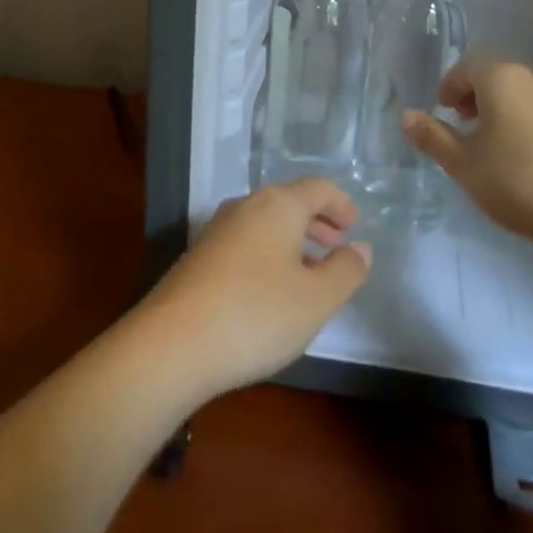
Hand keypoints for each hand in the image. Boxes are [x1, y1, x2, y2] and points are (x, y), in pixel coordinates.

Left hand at [138, 178, 371, 402]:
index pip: (317, 187)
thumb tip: (360, 248)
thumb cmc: (256, 314)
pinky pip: (245, 243)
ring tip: (310, 271)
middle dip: (316, 221)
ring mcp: (216, 231)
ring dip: (292, 240)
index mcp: (277, 205)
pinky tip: (272, 290)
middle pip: (288, 202)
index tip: (355, 224)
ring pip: (265, 224)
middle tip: (337, 245)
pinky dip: (268, 254)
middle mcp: (245, 207)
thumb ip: (345, 270)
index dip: (340, 203)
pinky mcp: (198, 257)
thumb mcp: (316, 299)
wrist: (172, 344)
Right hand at [402, 56, 532, 249]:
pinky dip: (524, 123)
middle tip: (461, 124)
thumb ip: (433, 137)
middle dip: (474, 95)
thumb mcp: (463, 163)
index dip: (449, 87)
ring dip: (500, 109)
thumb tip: (408, 116)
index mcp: (502, 78)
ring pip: (520, 94)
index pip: (466, 67)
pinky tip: (521, 158)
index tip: (442, 111)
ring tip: (490, 143)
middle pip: (496, 76)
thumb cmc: (516, 181)